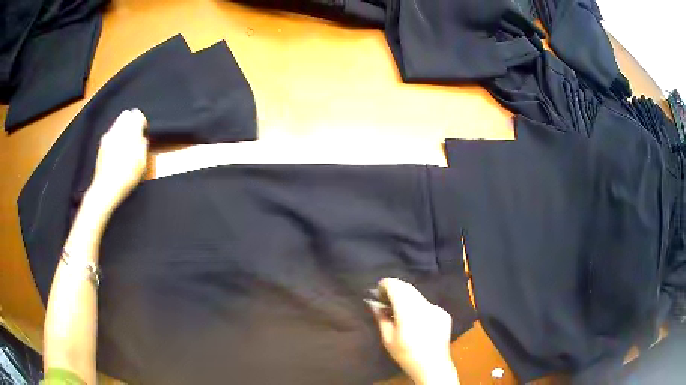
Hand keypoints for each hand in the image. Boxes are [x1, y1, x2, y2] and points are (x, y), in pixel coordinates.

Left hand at [87, 109, 148, 212]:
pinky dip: (116, 136)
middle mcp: (118, 131)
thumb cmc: (126, 178)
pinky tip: (117, 149)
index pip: (137, 115)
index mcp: (130, 133)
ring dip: (123, 128)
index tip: (143, 130)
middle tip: (135, 135)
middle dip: (131, 122)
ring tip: (126, 143)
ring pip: (117, 123)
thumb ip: (143, 146)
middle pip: (126, 115)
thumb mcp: (141, 164)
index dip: (141, 121)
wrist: (106, 188)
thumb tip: (142, 138)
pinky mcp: (101, 145)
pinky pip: (111, 133)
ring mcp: (108, 137)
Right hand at [370, 278, 458, 384]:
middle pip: (407, 288)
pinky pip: (427, 304)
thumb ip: (381, 318)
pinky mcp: (443, 313)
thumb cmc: (406, 355)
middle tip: (384, 299)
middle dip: (395, 289)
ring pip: (417, 295)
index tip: (377, 291)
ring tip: (398, 310)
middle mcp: (424, 306)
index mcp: (409, 312)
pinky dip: (417, 306)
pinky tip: (415, 321)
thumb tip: (373, 303)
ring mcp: (436, 308)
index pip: (396, 287)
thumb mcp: (388, 339)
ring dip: (406, 297)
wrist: (433, 366)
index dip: (385, 285)